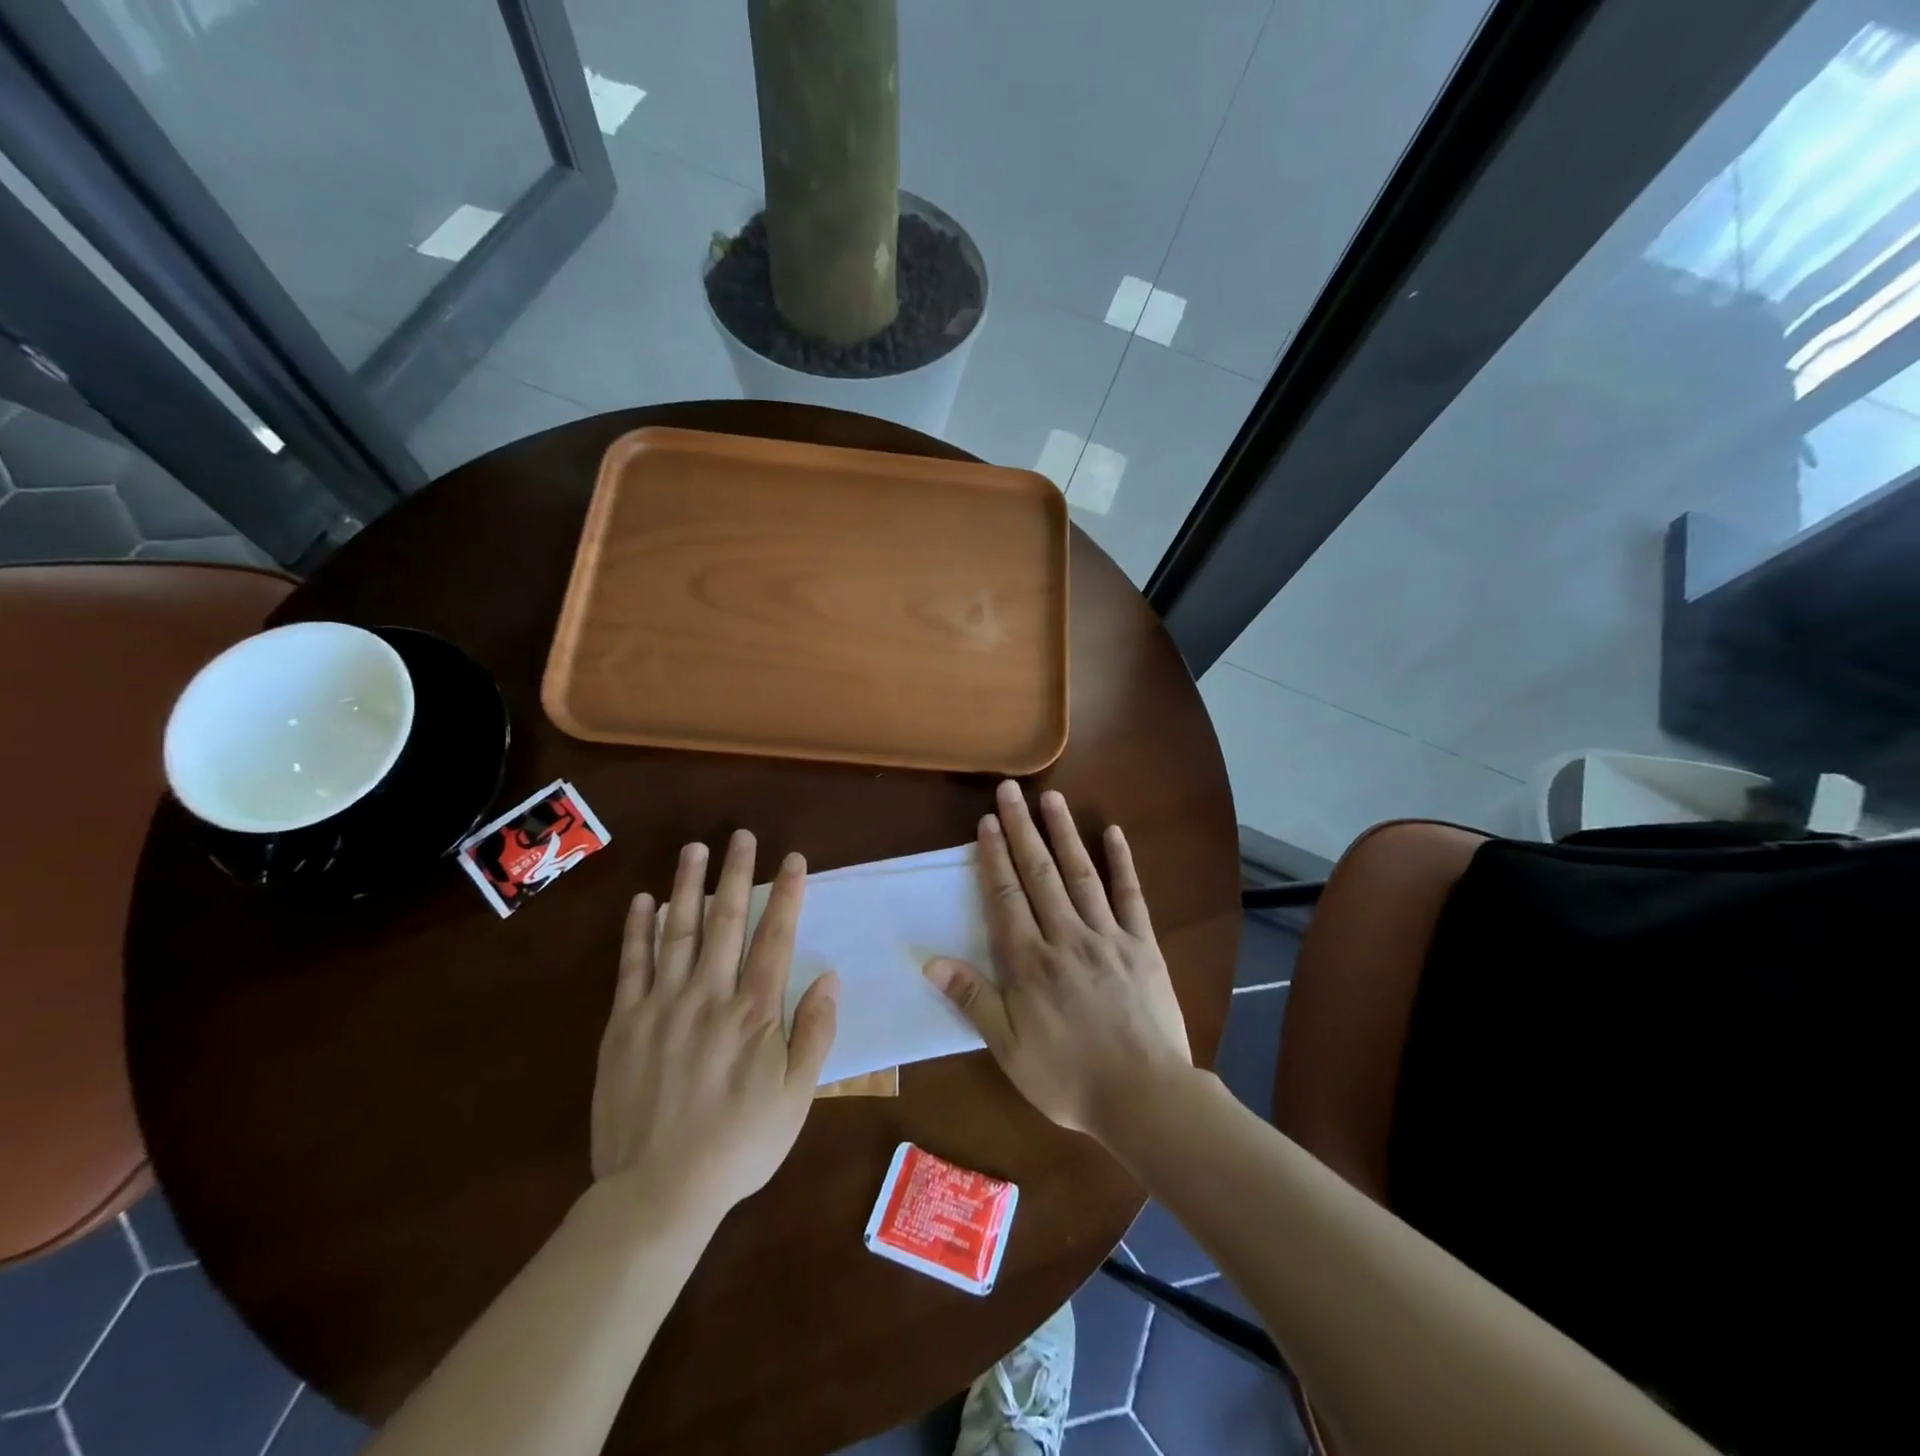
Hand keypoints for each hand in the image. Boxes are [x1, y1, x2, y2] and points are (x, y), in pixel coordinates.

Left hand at [591, 831, 838, 1224]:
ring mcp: (662, 1005)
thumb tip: (831, 978)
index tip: (792, 859)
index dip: (786, 894)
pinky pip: (632, 965)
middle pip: (725, 921)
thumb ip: (814, 1034)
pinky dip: (638, 930)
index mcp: (754, 1012)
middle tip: (741, 836)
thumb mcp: (795, 1098)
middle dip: (736, 874)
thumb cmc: (738, 1145)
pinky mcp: (624, 1023)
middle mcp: (709, 995)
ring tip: (695, 848)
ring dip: (688, 886)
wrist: (657, 1191)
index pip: (775, 937)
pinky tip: (644, 901)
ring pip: (677, 931)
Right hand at [924, 780, 1190, 1138]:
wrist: (1144, 1096)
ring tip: (1051, 797)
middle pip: (1039, 873)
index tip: (986, 822)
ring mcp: (1107, 936)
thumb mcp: (1009, 1049)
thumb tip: (930, 961)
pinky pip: (1130, 896)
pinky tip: (1113, 833)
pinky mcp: (1142, 944)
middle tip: (1010, 789)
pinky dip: (1122, 863)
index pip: (1005, 897)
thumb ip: (973, 1000)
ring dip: (1064, 833)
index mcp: (1029, 962)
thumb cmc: (1068, 1077)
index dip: (994, 857)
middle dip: (1022, 829)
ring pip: (1080, 874)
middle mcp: (1065, 937)